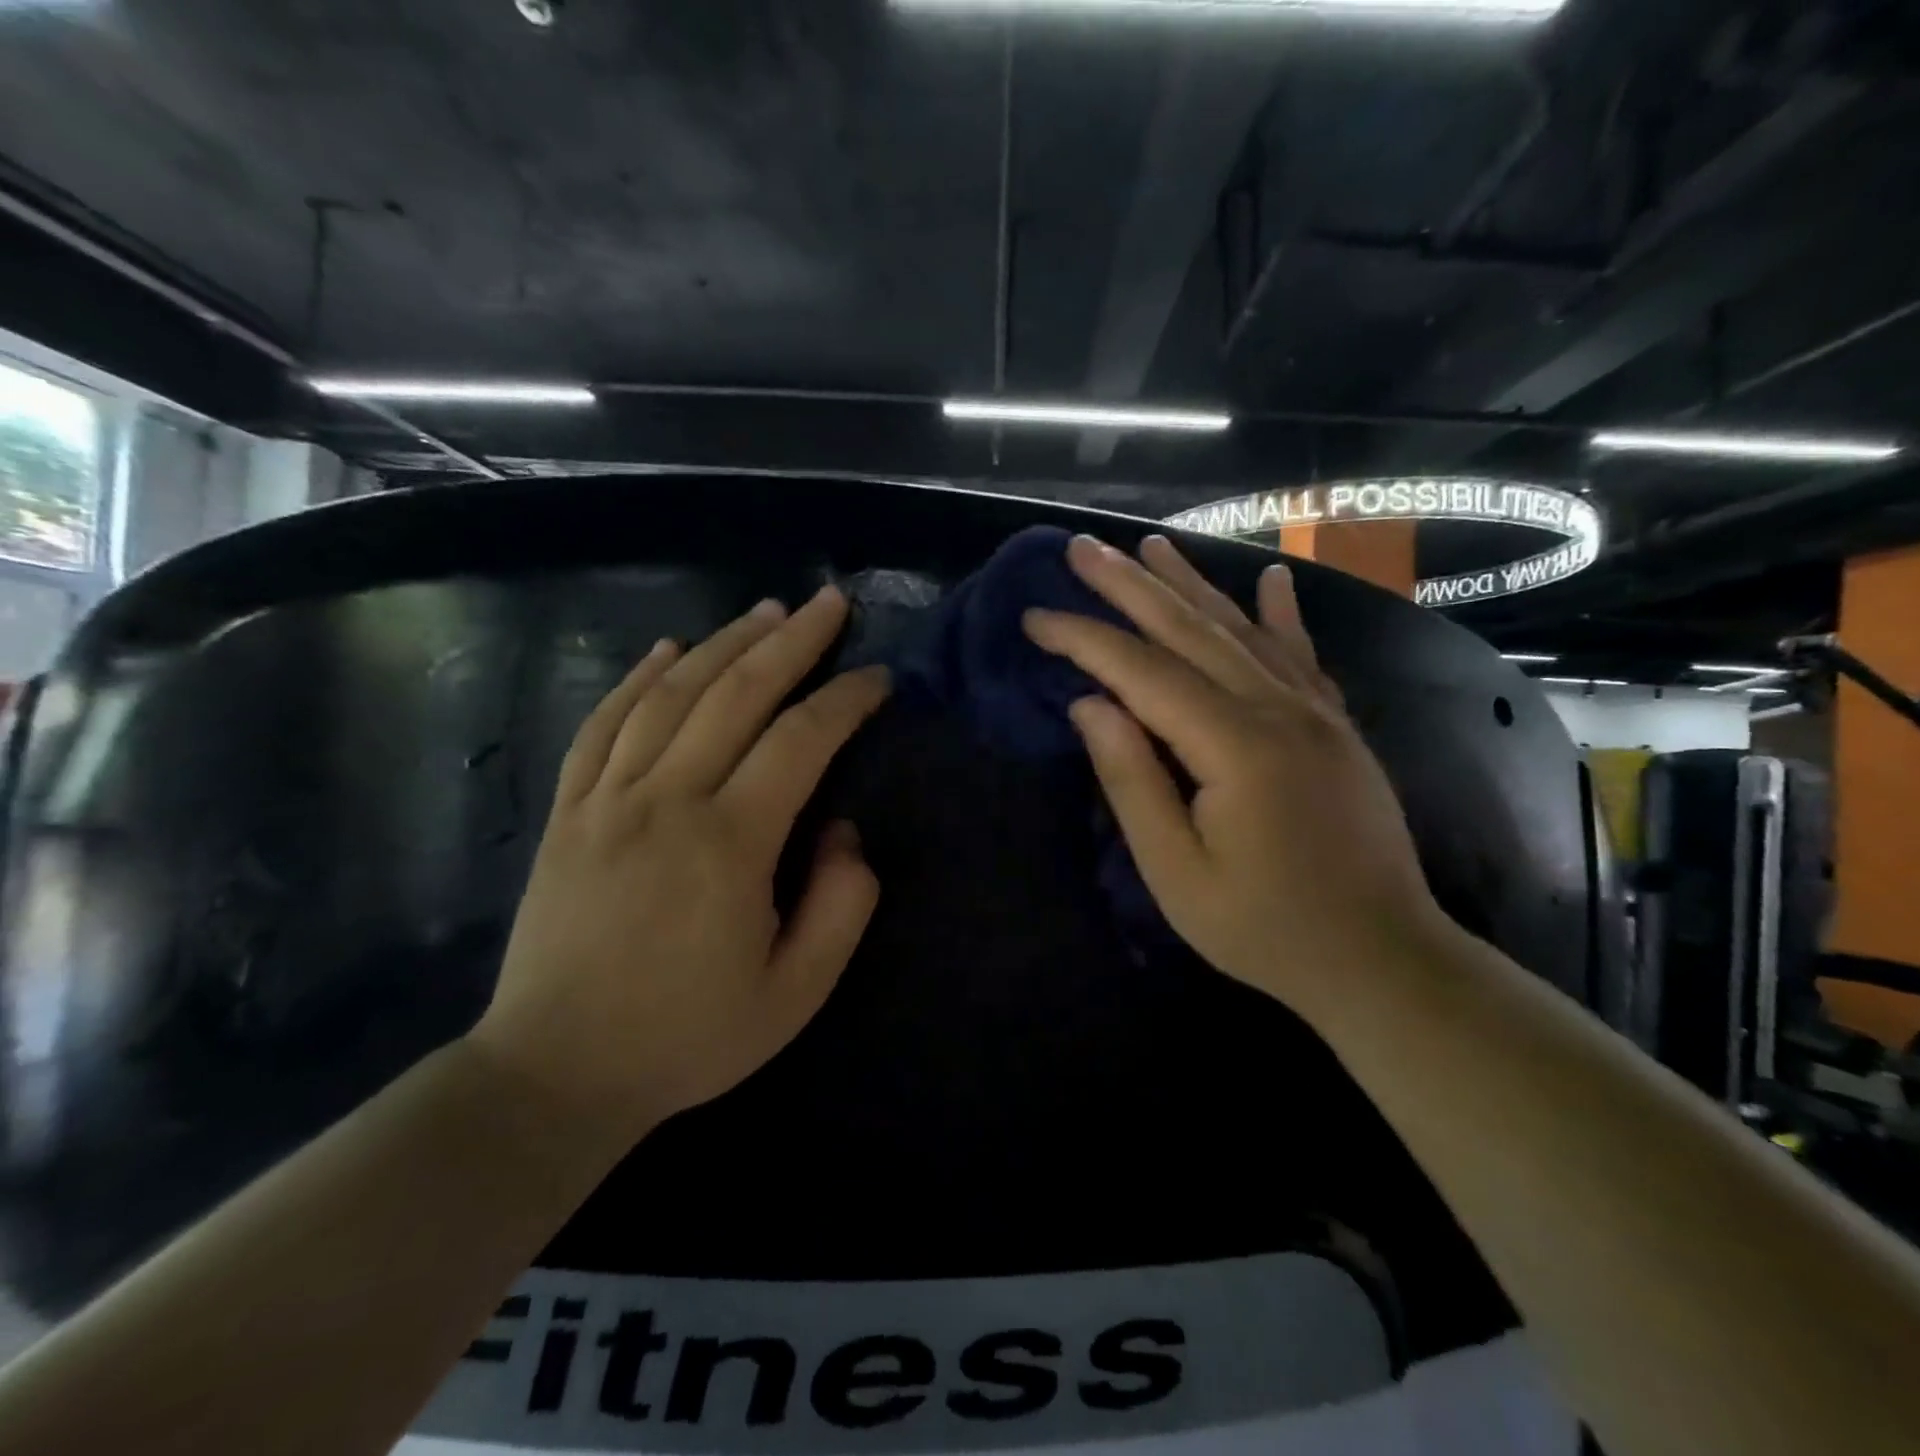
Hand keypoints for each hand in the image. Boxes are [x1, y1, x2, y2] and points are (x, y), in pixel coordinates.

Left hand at [470, 587, 889, 1143]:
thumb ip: (840, 906)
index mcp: (729, 844)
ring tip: (766, 610)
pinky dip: (637, 678)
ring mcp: (608, 799)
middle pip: (736, 694)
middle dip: (791, 641)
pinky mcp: (568, 811)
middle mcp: (667, 800)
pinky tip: (669, 649)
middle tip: (830, 602)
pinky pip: (603, 724)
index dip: (846, 700)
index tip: (879, 678)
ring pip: (671, 694)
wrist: (556, 1073)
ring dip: (724, 643)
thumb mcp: (795, 994)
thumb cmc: (688, 1037)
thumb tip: (843, 832)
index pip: (801, 741)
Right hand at [1024, 534, 1444, 1012]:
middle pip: (1190, 630)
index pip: (1142, 671)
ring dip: (1190, 584)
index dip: (1084, 639)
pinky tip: (1272, 577)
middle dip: (1130, 585)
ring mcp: (1314, 712)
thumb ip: (1132, 781)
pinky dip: (1281, 614)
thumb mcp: (1177, 872)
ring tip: (1151, 543)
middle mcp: (1277, 709)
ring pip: (1240, 630)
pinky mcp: (1335, 725)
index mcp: (1234, 745)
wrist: (1382, 958)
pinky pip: (1300, 655)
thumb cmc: (1265, 928)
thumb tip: (1090, 704)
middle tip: (1082, 548)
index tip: (1035, 617)